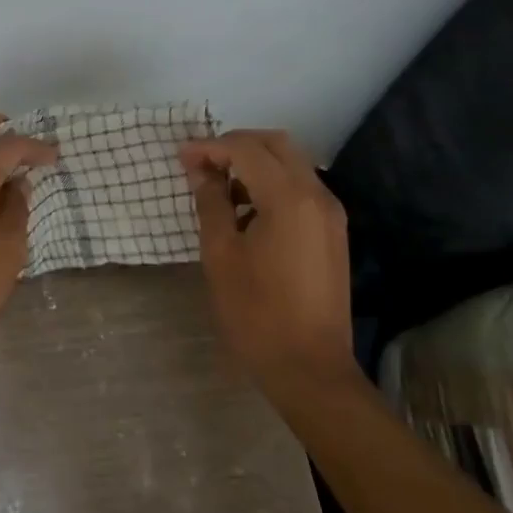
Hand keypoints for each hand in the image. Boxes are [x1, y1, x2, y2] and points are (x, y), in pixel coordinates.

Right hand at [179, 130, 359, 387]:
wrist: (310, 368)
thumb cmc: (256, 312)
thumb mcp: (221, 254)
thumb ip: (211, 202)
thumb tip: (200, 171)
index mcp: (289, 198)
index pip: (246, 149)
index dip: (210, 147)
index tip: (181, 157)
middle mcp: (317, 195)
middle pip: (276, 144)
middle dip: (236, 145)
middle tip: (202, 163)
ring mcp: (330, 213)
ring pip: (291, 164)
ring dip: (254, 163)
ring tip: (219, 186)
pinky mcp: (332, 231)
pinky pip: (300, 188)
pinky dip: (271, 184)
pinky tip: (245, 210)